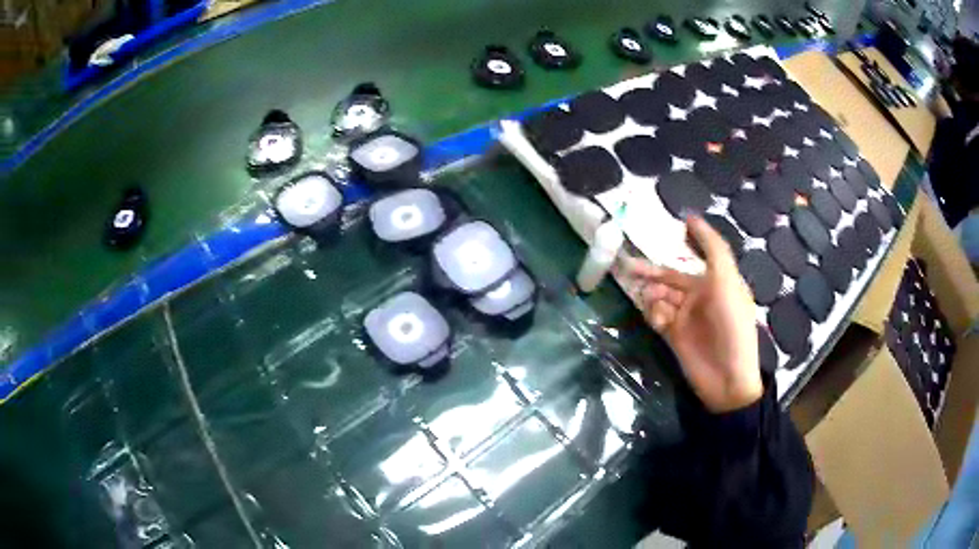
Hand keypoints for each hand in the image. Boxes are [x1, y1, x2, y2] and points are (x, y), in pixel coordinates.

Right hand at [622, 216, 761, 412]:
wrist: (728, 377)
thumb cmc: (732, 324)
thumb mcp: (726, 281)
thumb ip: (712, 248)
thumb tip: (691, 217)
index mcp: (715, 281)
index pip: (692, 257)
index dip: (677, 245)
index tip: (659, 233)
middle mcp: (698, 296)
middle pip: (668, 278)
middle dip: (650, 272)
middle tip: (627, 266)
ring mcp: (684, 317)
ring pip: (659, 297)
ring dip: (652, 295)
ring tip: (651, 301)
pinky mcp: (672, 335)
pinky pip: (656, 317)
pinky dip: (654, 314)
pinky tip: (660, 321)